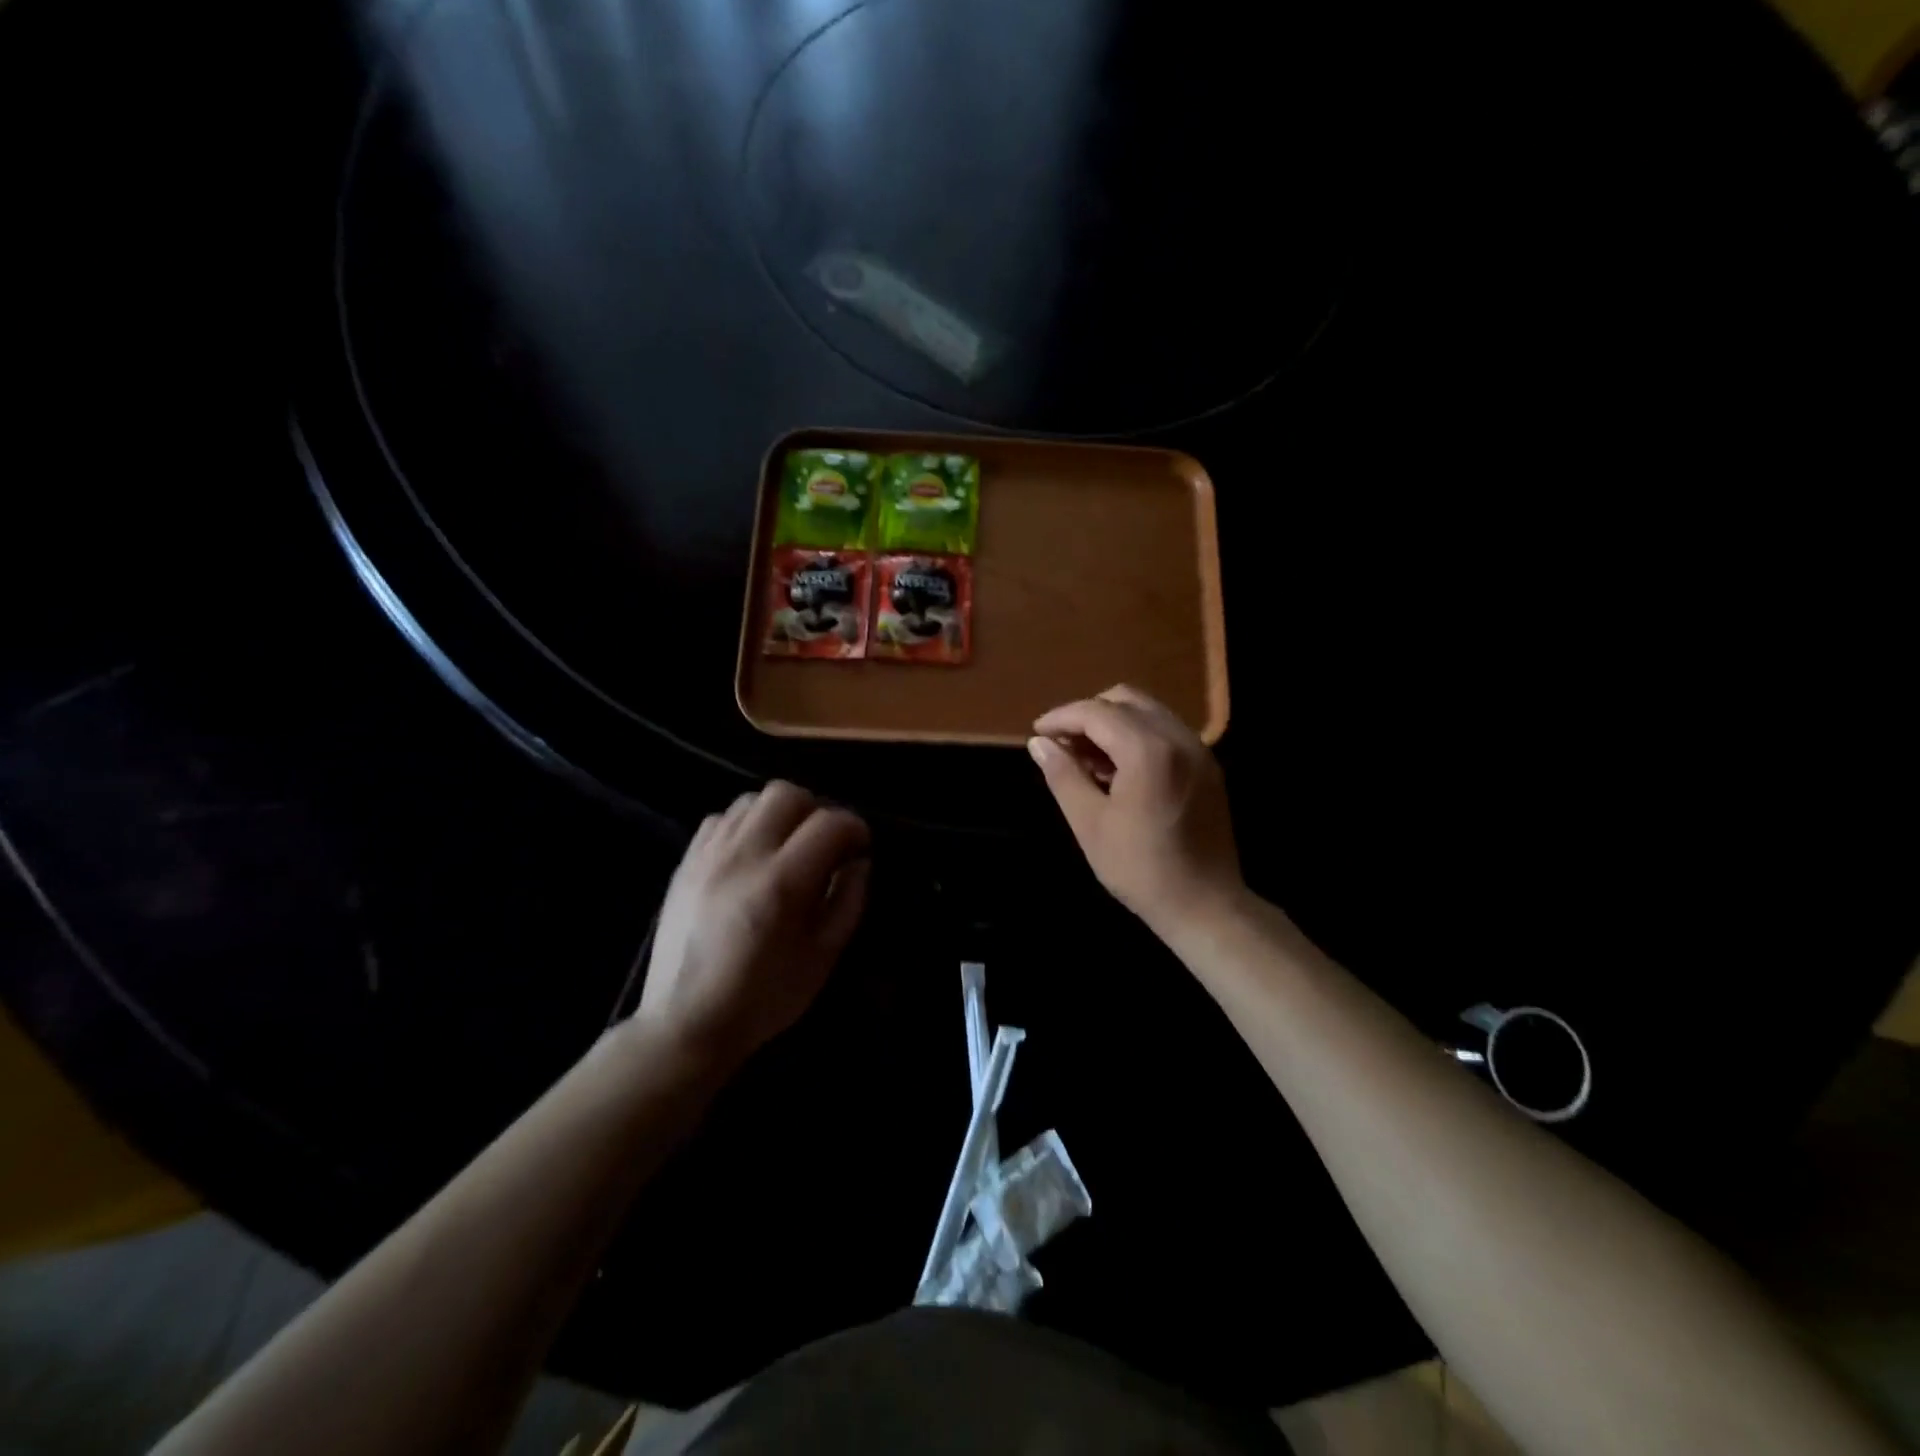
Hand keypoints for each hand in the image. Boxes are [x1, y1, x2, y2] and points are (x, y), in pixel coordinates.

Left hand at [637, 782, 870, 1072]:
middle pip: (787, 794)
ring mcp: (708, 855)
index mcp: (781, 883)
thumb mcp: (822, 958)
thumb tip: (859, 862)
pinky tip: (751, 854)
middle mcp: (742, 856)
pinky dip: (744, 825)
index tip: (860, 848)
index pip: (829, 823)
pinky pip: (719, 818)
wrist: (685, 1024)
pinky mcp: (685, 862)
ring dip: (779, 814)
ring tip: (787, 845)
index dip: (854, 828)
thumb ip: (848, 901)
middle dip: (816, 811)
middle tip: (823, 843)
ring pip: (751, 799)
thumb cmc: (763, 998)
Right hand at [1029, 685, 1242, 935]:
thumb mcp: (1090, 823)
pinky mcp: (1208, 766)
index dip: (1062, 717)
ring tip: (1086, 758)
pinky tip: (1119, 769)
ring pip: (1148, 712)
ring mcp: (1198, 750)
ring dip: (1113, 723)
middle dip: (1088, 714)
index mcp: (1148, 750)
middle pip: (1125, 699)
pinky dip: (1137, 735)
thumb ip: (1063, 775)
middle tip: (1062, 744)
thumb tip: (1039, 743)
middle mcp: (1178, 737)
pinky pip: (1166, 731)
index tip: (1037, 732)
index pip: (1096, 712)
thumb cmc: (1140, 868)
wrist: (1205, 905)